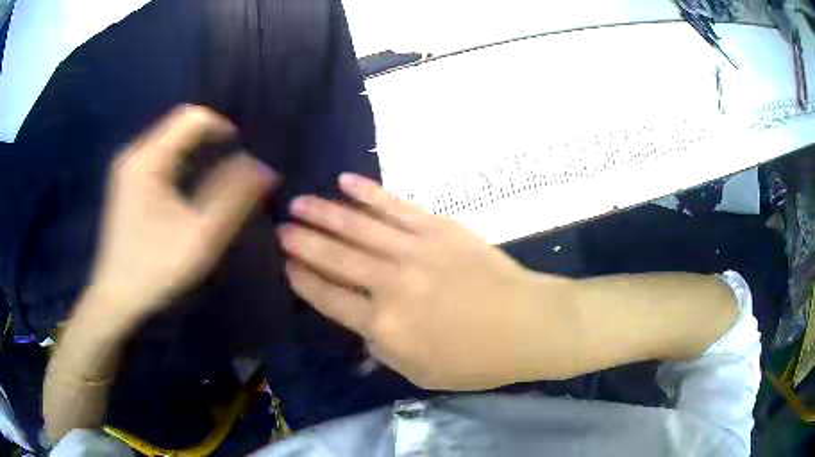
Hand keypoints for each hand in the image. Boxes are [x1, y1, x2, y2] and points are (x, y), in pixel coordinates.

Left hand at [88, 105, 276, 321]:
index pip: (191, 117)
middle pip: (180, 127)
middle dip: (210, 141)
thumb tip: (265, 169)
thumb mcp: (201, 234)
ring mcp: (127, 168)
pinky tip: (190, 190)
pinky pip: (159, 159)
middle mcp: (134, 154)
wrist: (116, 297)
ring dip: (197, 154)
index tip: (243, 151)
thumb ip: (234, 197)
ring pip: (170, 143)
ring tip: (218, 178)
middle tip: (234, 167)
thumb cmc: (156, 267)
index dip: (222, 126)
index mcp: (148, 159)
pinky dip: (181, 165)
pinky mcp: (127, 183)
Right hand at [280, 174, 577, 389]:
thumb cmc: (477, 360)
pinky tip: (345, 181)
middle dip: (303, 242)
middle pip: (335, 258)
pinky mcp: (438, 227)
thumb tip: (361, 326)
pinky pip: (395, 206)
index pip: (330, 298)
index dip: (304, 280)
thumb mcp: (420, 372)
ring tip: (298, 202)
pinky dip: (368, 192)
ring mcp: (415, 250)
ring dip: (324, 213)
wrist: (528, 324)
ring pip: (358, 227)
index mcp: (385, 327)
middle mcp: (391, 284)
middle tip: (281, 228)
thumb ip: (383, 349)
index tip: (285, 264)